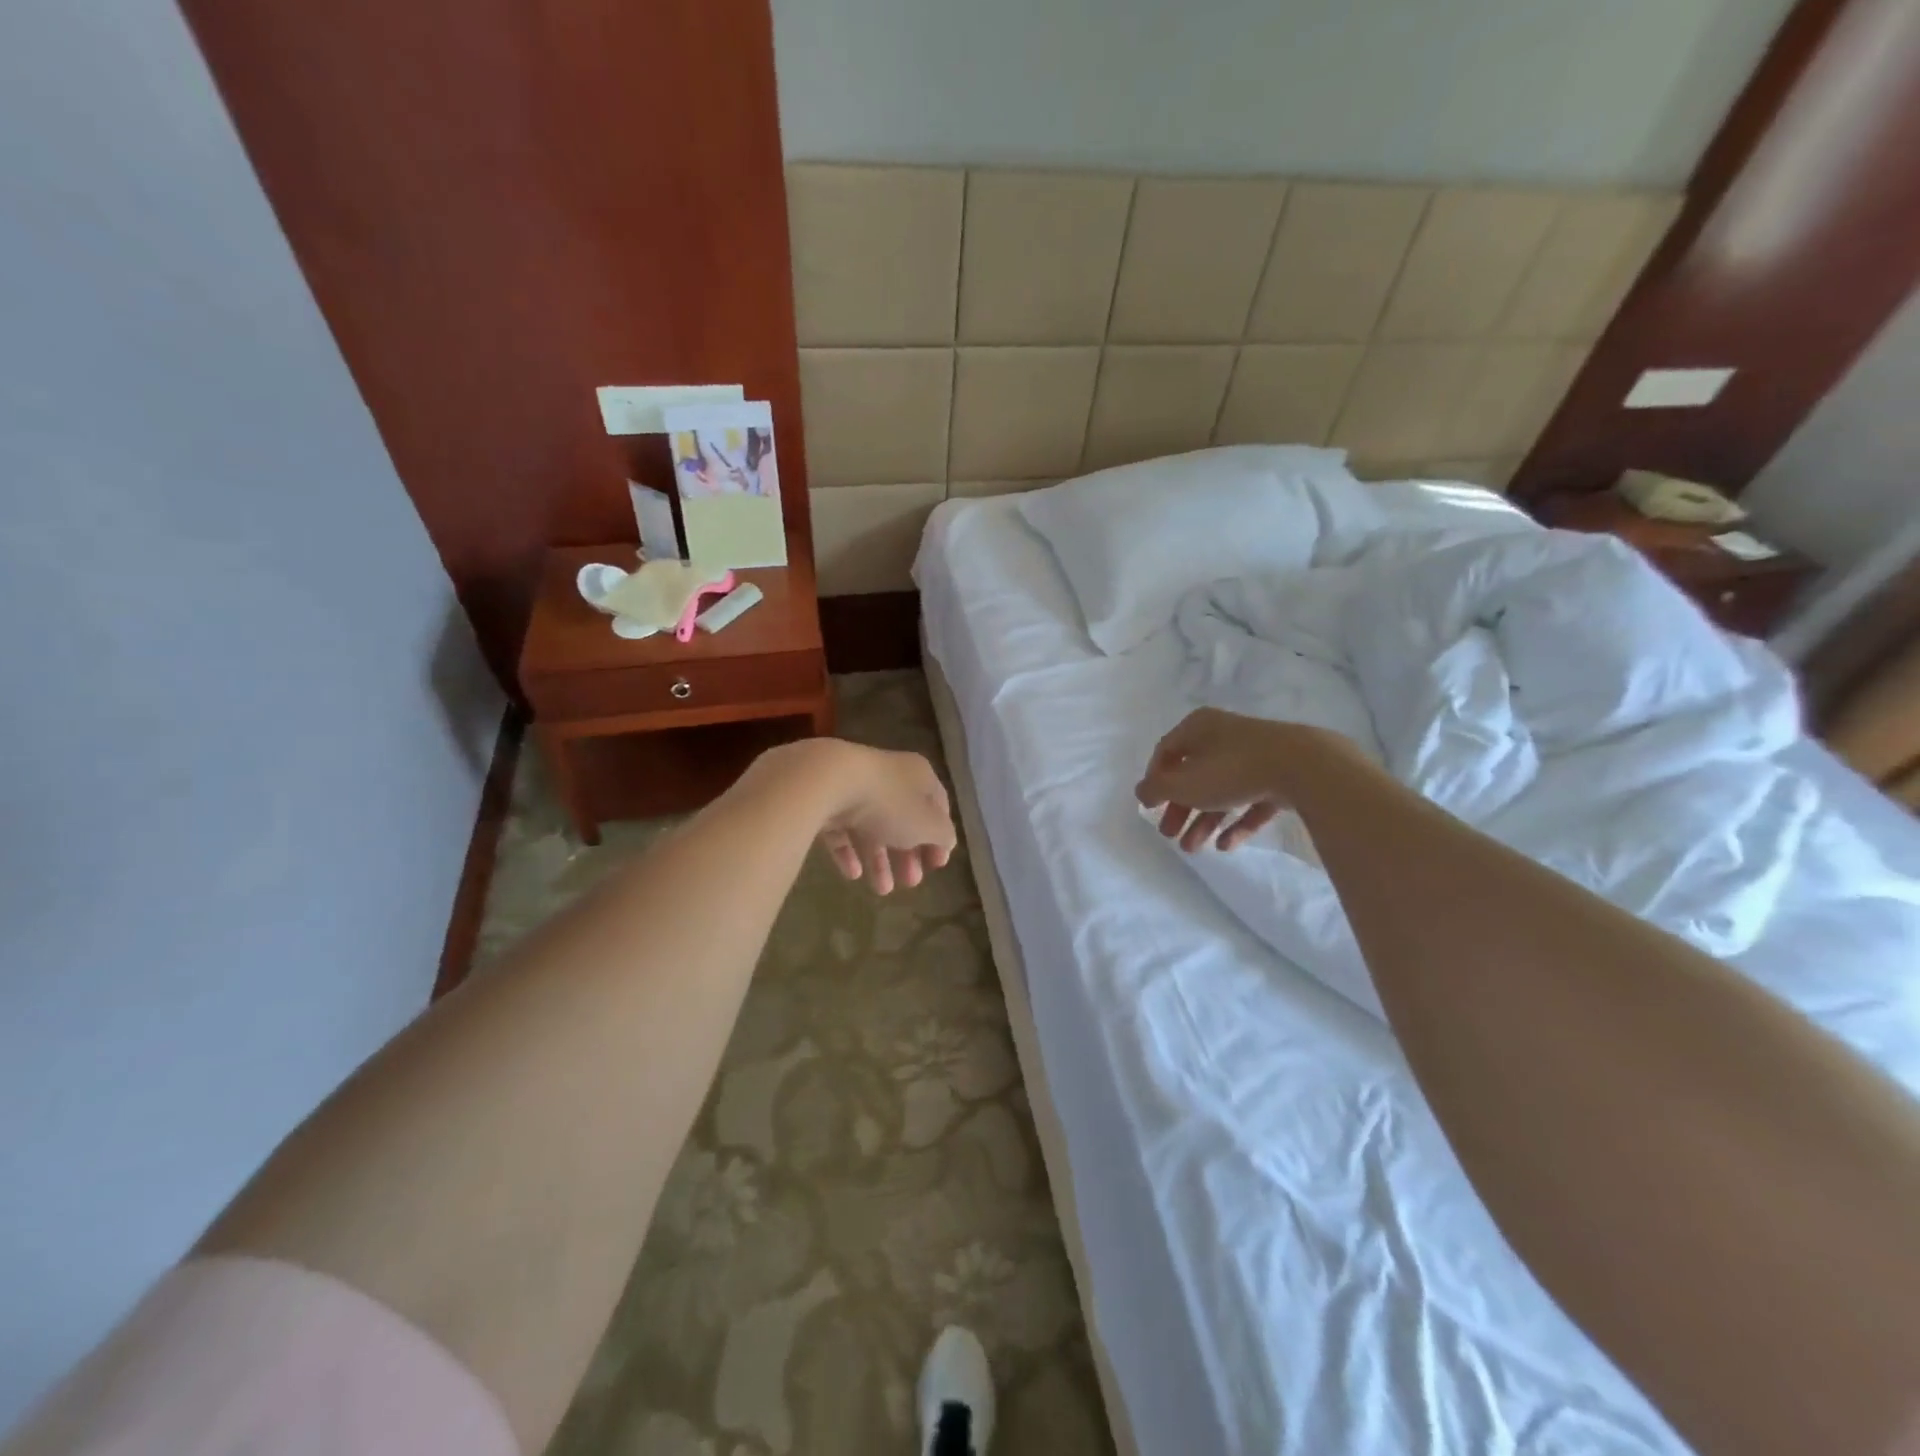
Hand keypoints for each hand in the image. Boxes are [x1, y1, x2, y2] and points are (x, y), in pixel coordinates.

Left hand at [812, 743, 956, 894]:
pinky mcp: (827, 800)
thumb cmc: (889, 802)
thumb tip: (946, 841)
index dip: (940, 836)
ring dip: (880, 860)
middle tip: (912, 883)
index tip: (938, 865)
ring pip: (873, 827)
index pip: (937, 806)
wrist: (829, 781)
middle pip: (904, 819)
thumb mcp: (928, 824)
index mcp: (919, 776)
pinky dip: (850, 852)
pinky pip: (843, 829)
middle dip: (909, 854)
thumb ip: (942, 836)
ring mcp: (856, 787)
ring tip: (882, 890)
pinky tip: (852, 875)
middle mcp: (889, 776)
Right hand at [1136, 708, 1317, 852]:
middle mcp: (1224, 736)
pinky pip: (1251, 801)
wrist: (1304, 767)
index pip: (1166, 752)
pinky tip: (1226, 845)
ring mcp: (1255, 756)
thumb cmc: (1231, 770)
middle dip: (1180, 809)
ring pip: (1221, 790)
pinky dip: (1237, 822)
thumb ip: (1157, 789)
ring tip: (1193, 849)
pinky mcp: (1280, 776)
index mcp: (1198, 727)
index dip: (1154, 780)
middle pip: (1193, 775)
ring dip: (1203, 821)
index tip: (1150, 807)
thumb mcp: (1184, 783)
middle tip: (1169, 834)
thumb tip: (1141, 791)